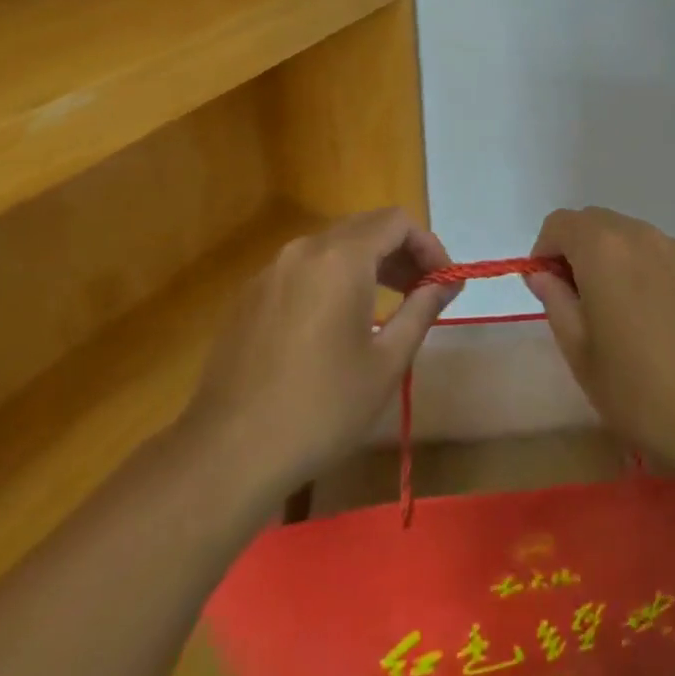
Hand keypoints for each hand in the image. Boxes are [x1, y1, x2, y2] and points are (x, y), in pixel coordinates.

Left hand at [176, 209, 458, 500]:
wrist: (228, 454)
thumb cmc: (321, 408)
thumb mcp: (387, 362)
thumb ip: (422, 309)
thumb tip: (446, 282)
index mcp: (341, 258)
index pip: (397, 222)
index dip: (428, 245)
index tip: (443, 282)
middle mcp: (305, 249)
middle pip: (365, 228)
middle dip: (401, 252)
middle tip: (423, 291)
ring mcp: (271, 270)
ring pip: (333, 246)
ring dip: (368, 264)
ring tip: (388, 306)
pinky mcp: (250, 296)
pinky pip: (304, 269)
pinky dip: (333, 279)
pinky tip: (337, 323)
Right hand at [525, 206, 674, 480]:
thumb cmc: (642, 390)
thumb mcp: (581, 355)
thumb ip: (556, 302)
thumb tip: (543, 274)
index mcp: (602, 248)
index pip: (559, 223)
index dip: (545, 252)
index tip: (550, 291)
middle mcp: (641, 234)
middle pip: (597, 223)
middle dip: (579, 252)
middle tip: (582, 304)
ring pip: (634, 238)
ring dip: (617, 262)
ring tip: (625, 317)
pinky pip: (666, 257)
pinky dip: (652, 274)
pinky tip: (665, 323)